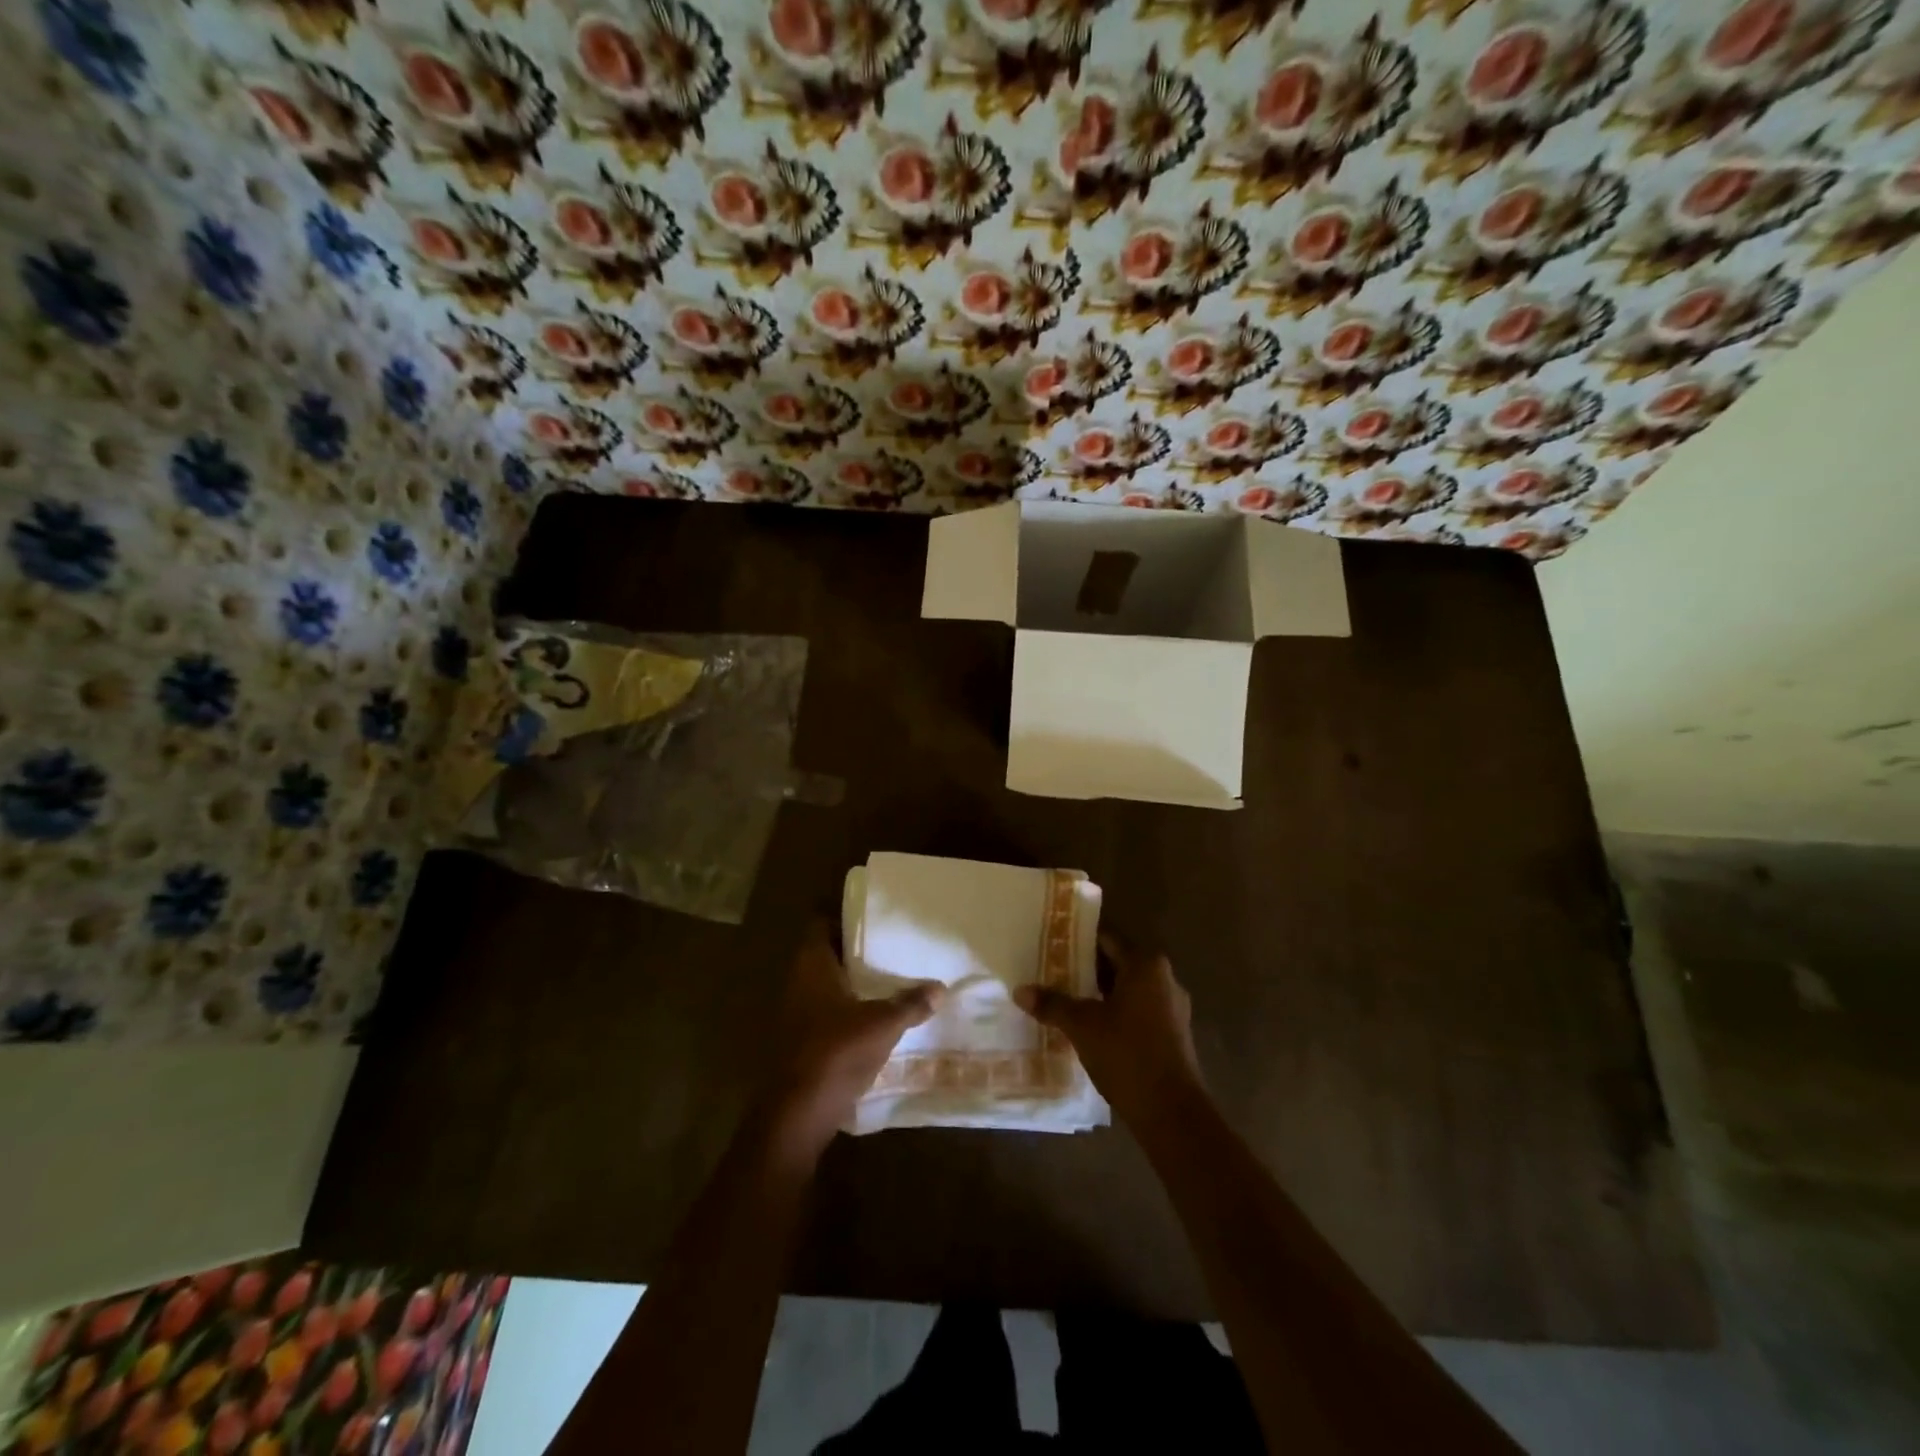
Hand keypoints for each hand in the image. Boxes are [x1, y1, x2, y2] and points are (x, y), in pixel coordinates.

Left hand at [760, 923, 942, 1160]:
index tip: (871, 914)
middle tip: (888, 944)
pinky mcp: (800, 1040)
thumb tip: (940, 988)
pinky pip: (826, 1011)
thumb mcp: (883, 1024)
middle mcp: (798, 982)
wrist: (799, 1112)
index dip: (842, 915)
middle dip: (853, 949)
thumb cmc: (837, 1051)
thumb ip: (911, 1004)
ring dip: (850, 981)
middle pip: (825, 954)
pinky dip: (846, 1009)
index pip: (820, 924)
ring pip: (825, 984)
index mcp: (812, 965)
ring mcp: (796, 1013)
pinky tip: (873, 1016)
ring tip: (887, 977)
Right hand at [1014, 935, 1206, 1132]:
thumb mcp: (1082, 1026)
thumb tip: (1019, 990)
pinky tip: (1089, 1027)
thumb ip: (1052, 1004)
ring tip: (1064, 998)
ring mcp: (1172, 1007)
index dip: (1076, 940)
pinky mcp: (1172, 1034)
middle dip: (1084, 968)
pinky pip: (1137, 1010)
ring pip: (1127, 989)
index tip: (1050, 944)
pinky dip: (1114, 1012)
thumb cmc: (1127, 1054)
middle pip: (1116, 963)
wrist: (1172, 1112)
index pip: (1106, 939)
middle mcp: (1164, 978)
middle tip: (1049, 971)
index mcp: (1145, 965)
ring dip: (1098, 993)